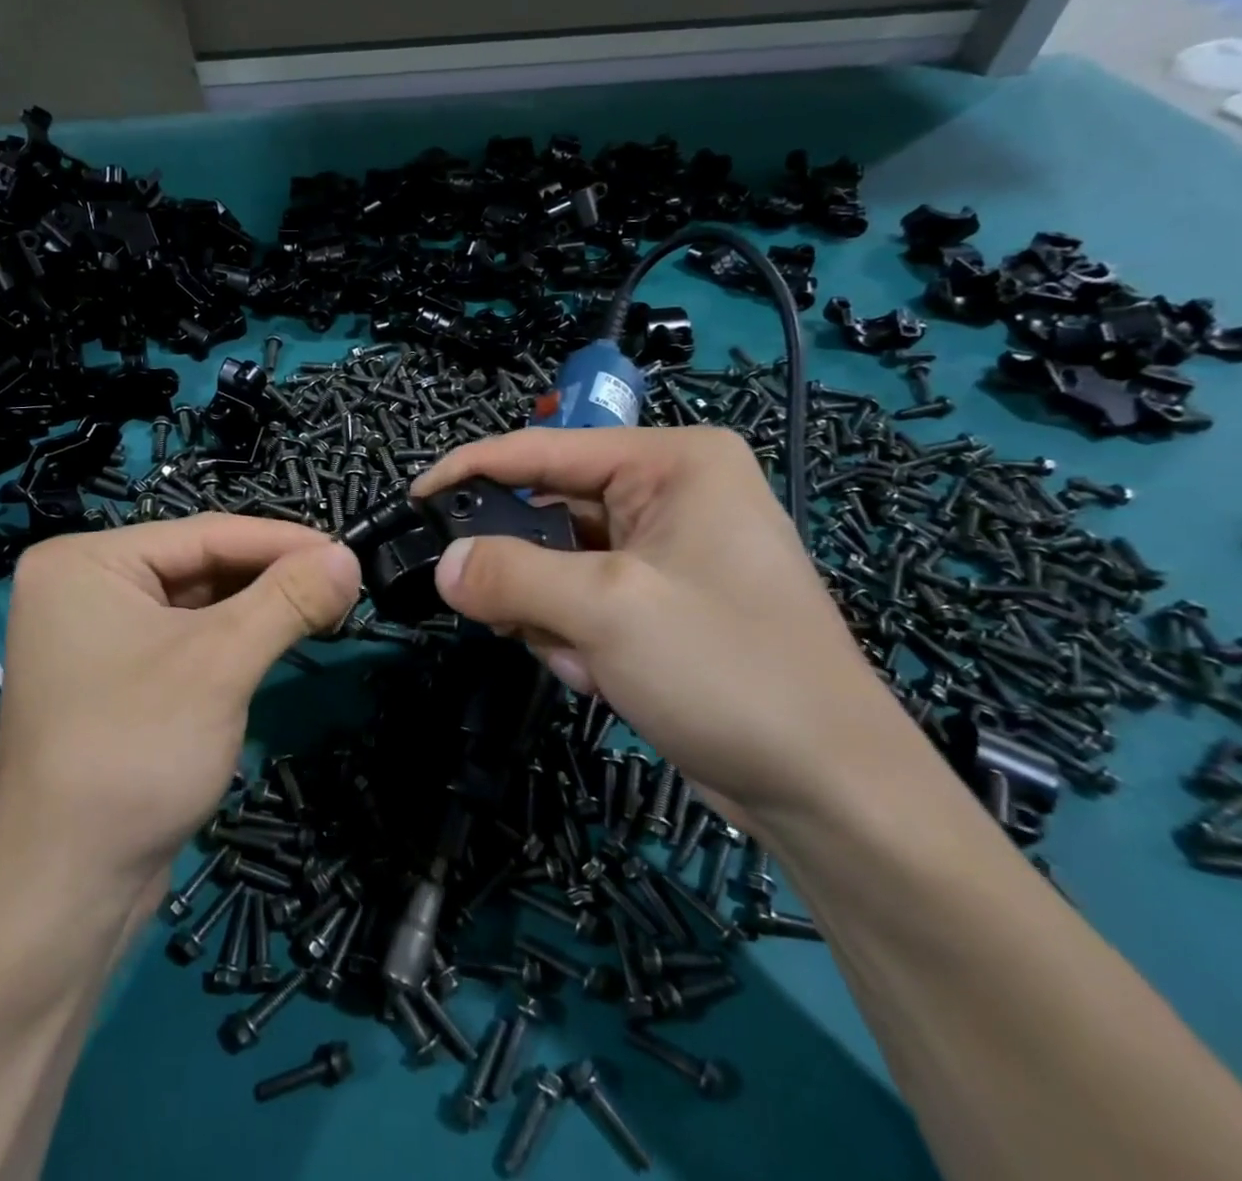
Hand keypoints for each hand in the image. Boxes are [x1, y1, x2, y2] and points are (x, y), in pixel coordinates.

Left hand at [0, 515, 359, 885]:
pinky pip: (187, 639)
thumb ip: (288, 599)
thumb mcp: (221, 663)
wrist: (68, 892)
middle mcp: (85, 587)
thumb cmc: (135, 752)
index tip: (349, 551)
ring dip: (260, 606)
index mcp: (86, 562)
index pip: (205, 534)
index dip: (284, 540)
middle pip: (200, 565)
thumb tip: (350, 557)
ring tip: (325, 606)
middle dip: (273, 575)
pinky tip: (280, 636)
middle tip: (343, 582)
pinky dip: (236, 637)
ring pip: (198, 603)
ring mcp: (97, 635)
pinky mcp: (117, 678)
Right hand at [413, 427, 909, 836]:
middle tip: (500, 614)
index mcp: (672, 462)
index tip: (413, 500)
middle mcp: (670, 493)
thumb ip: (509, 575)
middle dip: (524, 572)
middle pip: (550, 512)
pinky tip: (603, 675)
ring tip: (583, 659)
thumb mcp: (606, 610)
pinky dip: (574, 637)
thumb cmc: (727, 670)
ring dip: (551, 614)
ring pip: (559, 563)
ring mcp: (667, 550)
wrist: (828, 791)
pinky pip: (583, 600)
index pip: (544, 450)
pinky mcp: (661, 601)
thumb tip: (442, 564)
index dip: (471, 470)